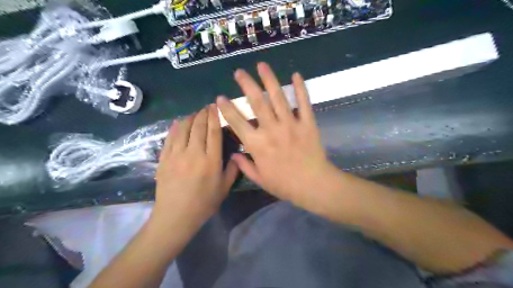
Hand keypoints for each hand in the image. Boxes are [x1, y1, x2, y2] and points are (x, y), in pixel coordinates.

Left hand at [153, 105, 239, 226]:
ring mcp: (177, 155)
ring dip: (190, 117)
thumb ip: (232, 170)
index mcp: (211, 160)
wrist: (176, 216)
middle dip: (203, 113)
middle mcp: (194, 153)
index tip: (216, 106)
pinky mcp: (164, 159)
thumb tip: (236, 155)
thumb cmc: (204, 203)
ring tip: (195, 114)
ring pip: (183, 128)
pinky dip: (175, 127)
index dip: (215, 116)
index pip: (214, 131)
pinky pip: (170, 138)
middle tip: (207, 107)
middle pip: (198, 126)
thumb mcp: (224, 188)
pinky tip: (179, 122)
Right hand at [215, 62, 339, 205]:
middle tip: (239, 72)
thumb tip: (233, 155)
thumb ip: (245, 166)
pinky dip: (300, 88)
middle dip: (246, 84)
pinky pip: (304, 102)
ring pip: (278, 97)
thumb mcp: (260, 179)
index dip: (227, 108)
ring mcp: (291, 125)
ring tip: (261, 65)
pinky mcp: (307, 123)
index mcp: (257, 145)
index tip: (220, 97)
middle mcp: (271, 130)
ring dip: (269, 79)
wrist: (313, 185)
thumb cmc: (285, 185)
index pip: (237, 122)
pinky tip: (296, 75)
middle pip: (256, 102)